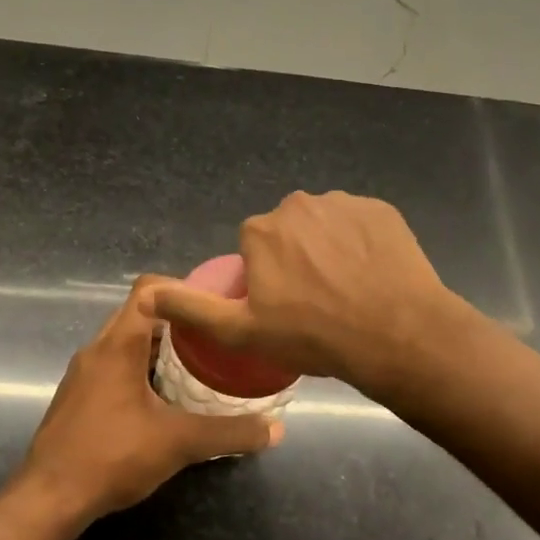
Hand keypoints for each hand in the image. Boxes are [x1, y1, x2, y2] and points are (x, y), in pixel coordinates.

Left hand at [15, 276, 281, 521]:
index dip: (184, 288)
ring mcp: (83, 373)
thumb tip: (276, 430)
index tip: (216, 305)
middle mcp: (97, 349)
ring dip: (159, 346)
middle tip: (215, 336)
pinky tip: (165, 398)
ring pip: (126, 340)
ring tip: (197, 364)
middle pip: (139, 313)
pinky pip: (115, 364)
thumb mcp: (179, 443)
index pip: (149, 289)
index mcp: (117, 344)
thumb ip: (229, 433)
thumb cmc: (111, 457)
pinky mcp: (78, 395)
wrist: (48, 498)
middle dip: (178, 320)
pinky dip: (142, 367)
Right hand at [143, 191, 461, 391]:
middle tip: (317, 301)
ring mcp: (344, 203)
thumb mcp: (241, 331)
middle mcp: (298, 205)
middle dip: (297, 258)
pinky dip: (363, 244)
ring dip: (330, 249)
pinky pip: (361, 224)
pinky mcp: (382, 210)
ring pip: (326, 226)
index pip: (255, 248)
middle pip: (289, 232)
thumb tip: (144, 293)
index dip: (268, 278)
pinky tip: (373, 275)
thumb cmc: (313, 336)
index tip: (285, 306)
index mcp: (261, 230)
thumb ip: (191, 308)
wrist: (395, 334)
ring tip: (349, 291)